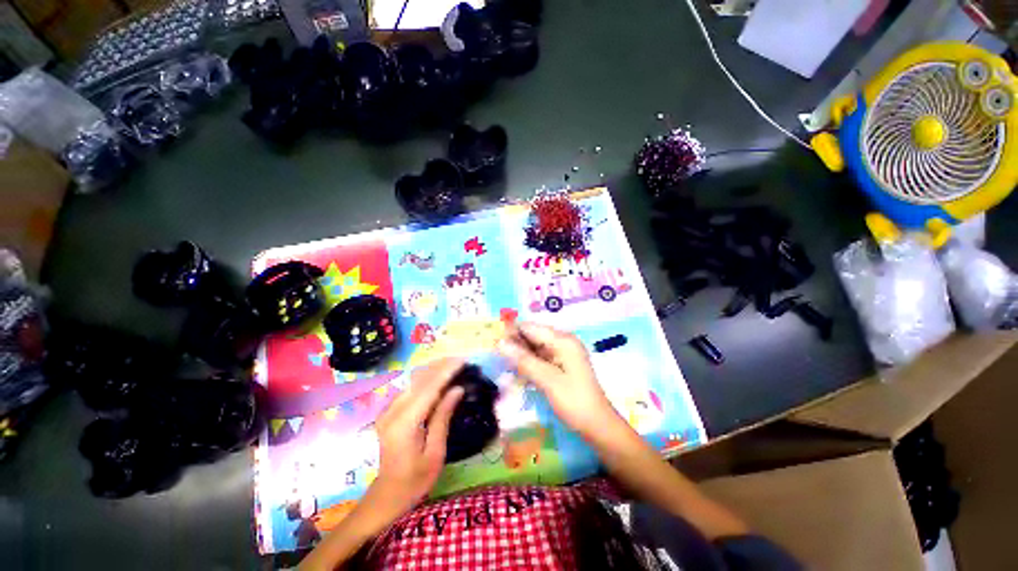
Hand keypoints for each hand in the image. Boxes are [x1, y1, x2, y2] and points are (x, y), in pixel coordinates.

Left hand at [363, 358, 464, 521]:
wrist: (387, 496)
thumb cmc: (415, 480)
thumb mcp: (435, 452)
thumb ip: (443, 417)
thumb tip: (457, 389)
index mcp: (404, 423)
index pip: (428, 388)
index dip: (446, 371)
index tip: (462, 360)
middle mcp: (393, 411)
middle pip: (419, 380)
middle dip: (440, 366)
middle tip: (461, 359)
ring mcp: (388, 410)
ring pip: (413, 381)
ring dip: (433, 370)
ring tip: (453, 363)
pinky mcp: (389, 412)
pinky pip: (410, 388)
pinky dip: (425, 379)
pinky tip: (438, 376)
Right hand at [498, 322, 617, 436]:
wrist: (598, 427)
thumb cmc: (574, 402)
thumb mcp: (547, 380)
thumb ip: (523, 360)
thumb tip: (499, 343)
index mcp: (563, 340)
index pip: (531, 328)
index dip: (512, 332)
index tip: (492, 342)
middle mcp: (563, 342)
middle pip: (533, 336)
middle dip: (514, 344)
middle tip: (494, 355)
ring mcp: (562, 354)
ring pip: (535, 348)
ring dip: (519, 354)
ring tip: (500, 363)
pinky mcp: (561, 365)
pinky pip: (540, 358)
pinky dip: (528, 363)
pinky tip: (516, 371)